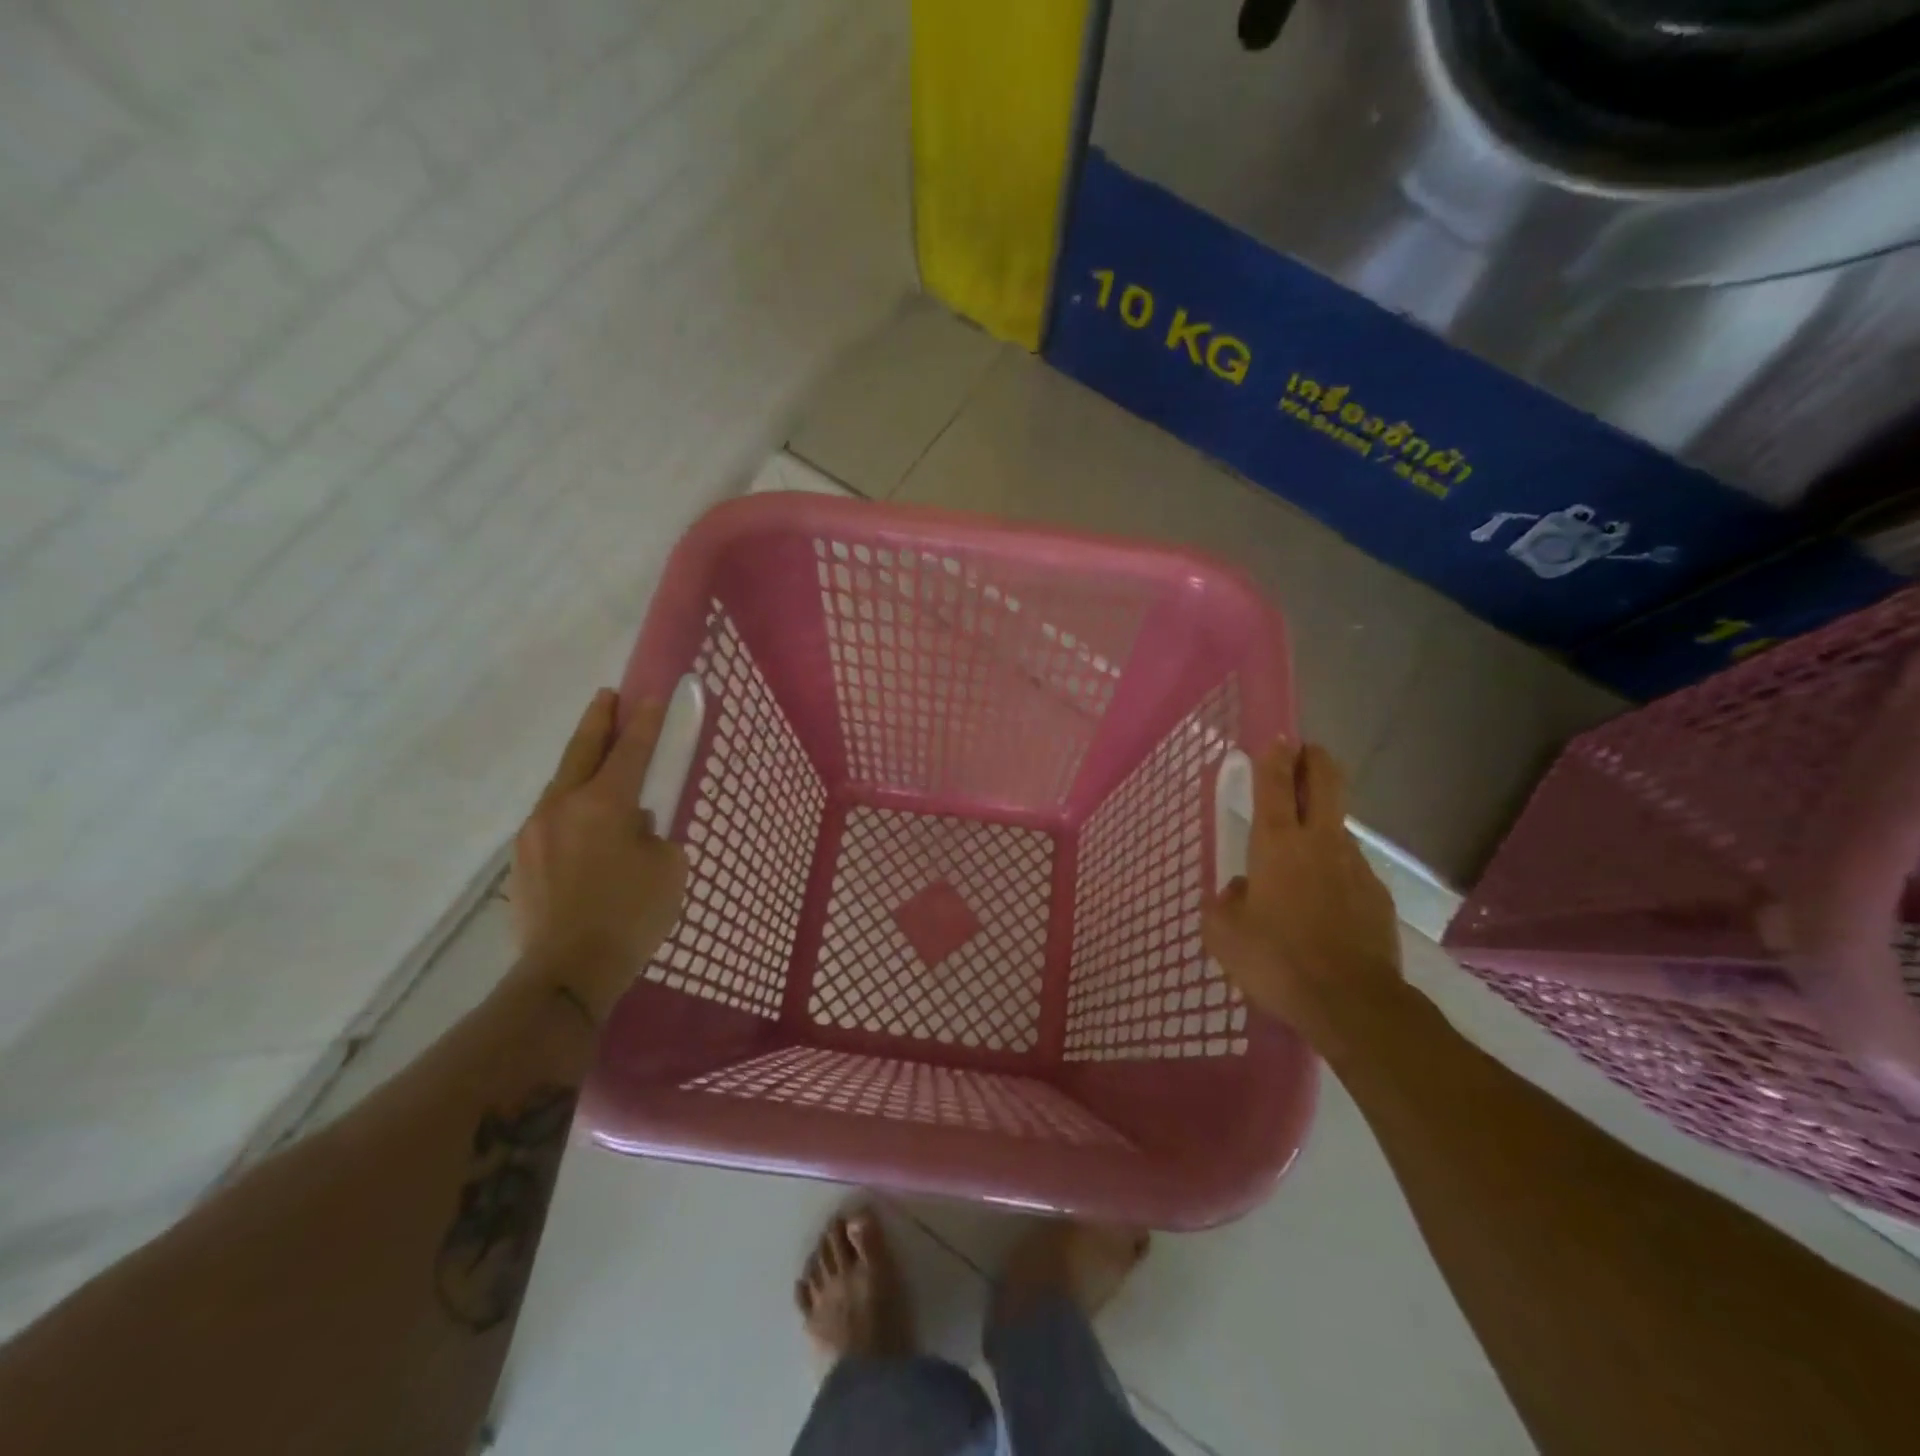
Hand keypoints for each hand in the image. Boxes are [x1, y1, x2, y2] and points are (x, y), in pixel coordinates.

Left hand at [510, 689, 687, 1019]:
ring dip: (581, 767)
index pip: (631, 751)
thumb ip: (653, 834)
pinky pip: (551, 819)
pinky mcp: (521, 861)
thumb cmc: (631, 916)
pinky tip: (585, 827)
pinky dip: (570, 808)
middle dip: (598, 721)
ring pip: (561, 785)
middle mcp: (562, 807)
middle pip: (581, 751)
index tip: (653, 696)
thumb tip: (632, 825)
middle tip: (608, 697)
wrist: (567, 972)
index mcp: (604, 804)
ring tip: (598, 764)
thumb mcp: (667, 868)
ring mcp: (534, 832)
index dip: (646, 722)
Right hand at [1202, 739, 1402, 1051]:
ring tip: (1301, 866)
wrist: (1351, 1004)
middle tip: (1306, 754)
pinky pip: (1350, 874)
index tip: (1277, 739)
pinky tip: (1323, 910)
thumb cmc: (1276, 960)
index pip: (1276, 784)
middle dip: (1316, 760)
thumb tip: (1240, 890)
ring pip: (1338, 832)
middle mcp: (1320, 844)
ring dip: (1322, 831)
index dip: (1274, 757)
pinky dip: (1335, 877)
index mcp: (1277, 844)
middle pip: (1327, 783)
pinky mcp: (1378, 898)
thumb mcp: (1224, 934)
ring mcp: (1356, 868)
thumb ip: (1226, 902)